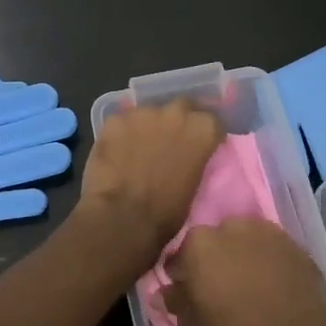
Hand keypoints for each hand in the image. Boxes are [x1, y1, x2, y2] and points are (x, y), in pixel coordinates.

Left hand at [76, 100, 222, 269]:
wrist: (123, 218)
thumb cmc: (166, 212)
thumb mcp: (195, 185)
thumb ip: (195, 159)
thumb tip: (189, 156)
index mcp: (202, 129)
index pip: (211, 121)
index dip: (204, 135)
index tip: (199, 146)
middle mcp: (175, 112)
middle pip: (181, 107)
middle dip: (178, 121)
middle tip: (170, 142)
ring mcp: (142, 113)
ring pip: (149, 113)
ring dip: (148, 126)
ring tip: (139, 148)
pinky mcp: (114, 120)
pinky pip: (121, 122)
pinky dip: (122, 134)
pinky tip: (116, 152)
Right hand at [164, 217, 325, 325]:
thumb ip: (175, 303)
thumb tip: (161, 293)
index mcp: (198, 244)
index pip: (178, 258)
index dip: (181, 278)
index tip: (189, 295)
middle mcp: (229, 227)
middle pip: (211, 244)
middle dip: (211, 262)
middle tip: (219, 291)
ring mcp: (264, 230)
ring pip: (241, 241)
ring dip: (239, 257)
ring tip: (247, 286)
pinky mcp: (292, 241)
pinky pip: (268, 248)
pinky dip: (265, 261)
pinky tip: (271, 285)